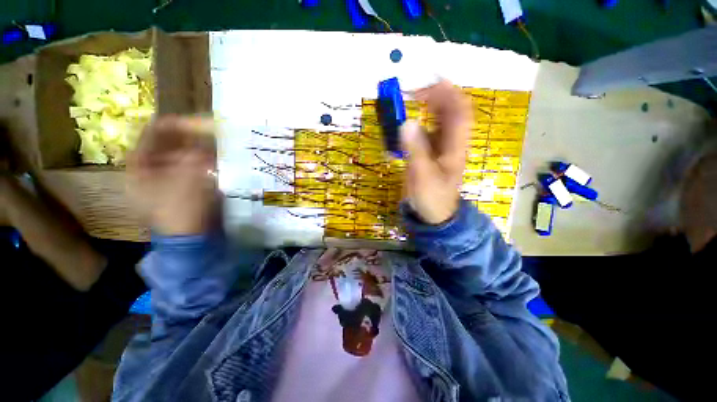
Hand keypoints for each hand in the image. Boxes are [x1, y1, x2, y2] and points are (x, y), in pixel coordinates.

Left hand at [127, 115, 218, 235]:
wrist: (189, 237)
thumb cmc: (182, 209)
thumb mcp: (188, 179)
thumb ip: (194, 156)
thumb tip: (203, 142)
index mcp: (138, 166)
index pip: (151, 134)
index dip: (173, 125)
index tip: (197, 122)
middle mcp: (147, 168)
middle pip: (165, 143)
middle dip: (188, 137)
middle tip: (209, 132)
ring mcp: (162, 177)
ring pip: (178, 153)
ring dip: (195, 148)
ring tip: (213, 144)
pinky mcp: (177, 184)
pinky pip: (187, 165)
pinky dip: (199, 160)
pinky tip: (213, 159)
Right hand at [401, 80, 472, 224]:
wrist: (434, 214)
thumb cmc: (432, 197)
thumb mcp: (422, 175)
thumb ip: (415, 149)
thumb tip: (407, 122)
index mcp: (455, 146)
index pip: (460, 111)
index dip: (450, 93)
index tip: (433, 81)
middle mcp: (452, 143)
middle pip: (451, 112)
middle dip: (437, 96)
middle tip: (415, 90)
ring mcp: (442, 148)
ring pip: (440, 121)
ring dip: (429, 107)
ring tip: (412, 99)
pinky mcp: (432, 154)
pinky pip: (429, 132)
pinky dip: (421, 123)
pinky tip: (410, 122)